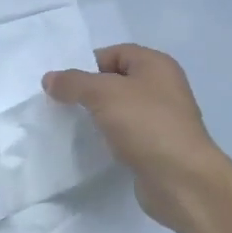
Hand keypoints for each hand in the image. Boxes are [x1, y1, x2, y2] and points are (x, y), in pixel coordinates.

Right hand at [43, 44, 221, 230]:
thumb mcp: (103, 94)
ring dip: (96, 115)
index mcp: (156, 65)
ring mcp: (161, 118)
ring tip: (72, 125)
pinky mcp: (156, 146)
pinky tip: (92, 145)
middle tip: (62, 104)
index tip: (63, 84)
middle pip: (115, 80)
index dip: (87, 64)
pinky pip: (125, 133)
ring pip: (119, 108)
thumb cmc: (146, 124)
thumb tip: (49, 79)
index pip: (114, 53)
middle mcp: (162, 87)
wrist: (182, 180)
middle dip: (88, 90)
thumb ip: (73, 82)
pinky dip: (108, 136)